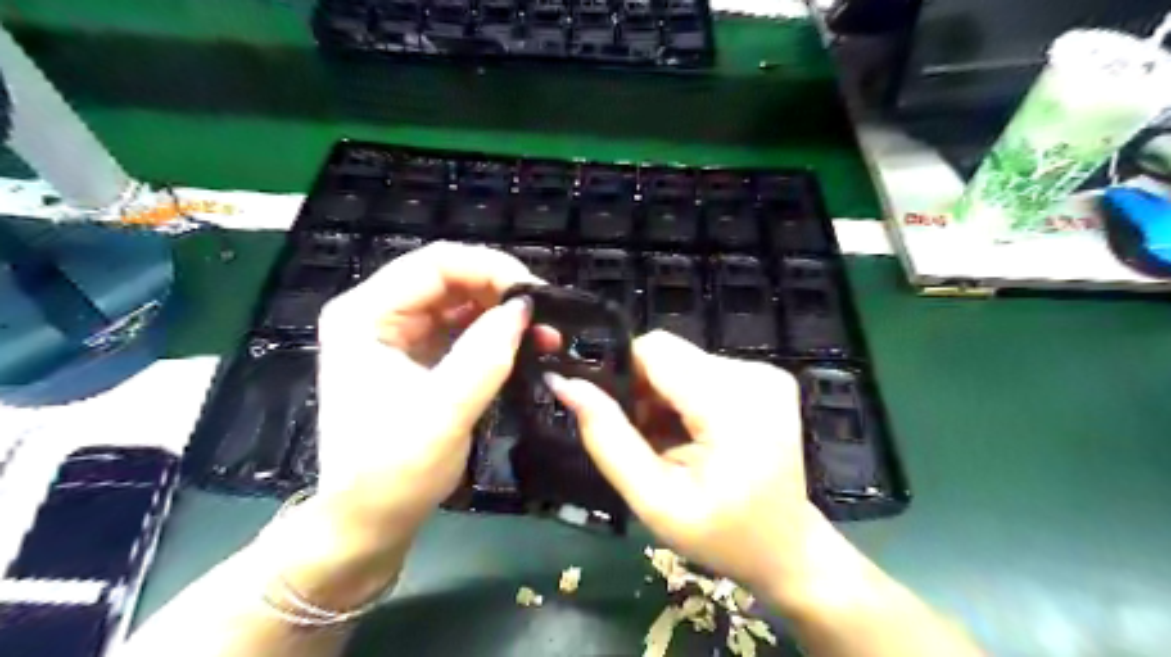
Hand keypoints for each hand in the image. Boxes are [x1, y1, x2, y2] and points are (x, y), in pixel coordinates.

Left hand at [318, 241, 541, 544]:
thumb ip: (485, 355)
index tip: (535, 295)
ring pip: (460, 302)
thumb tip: (523, 307)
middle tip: (545, 317)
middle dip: (500, 292)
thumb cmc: (393, 473)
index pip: (435, 264)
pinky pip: (462, 330)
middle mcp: (378, 314)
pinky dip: (495, 335)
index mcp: (365, 315)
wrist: (369, 523)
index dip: (489, 268)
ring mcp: (397, 335)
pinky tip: (524, 347)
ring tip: (543, 335)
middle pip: (449, 278)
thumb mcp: (443, 413)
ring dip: (503, 314)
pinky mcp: (417, 357)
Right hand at [544, 331, 814, 597]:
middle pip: (669, 354)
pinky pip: (704, 370)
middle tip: (648, 440)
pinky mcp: (767, 377)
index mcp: (731, 404)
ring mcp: (766, 373)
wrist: (787, 548)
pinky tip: (695, 433)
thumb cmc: (721, 535)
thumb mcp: (654, 499)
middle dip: (646, 391)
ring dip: (665, 396)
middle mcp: (754, 375)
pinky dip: (687, 397)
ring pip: (683, 361)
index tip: (624, 420)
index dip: (626, 377)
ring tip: (672, 442)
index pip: (655, 350)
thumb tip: (565, 383)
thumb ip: (607, 438)